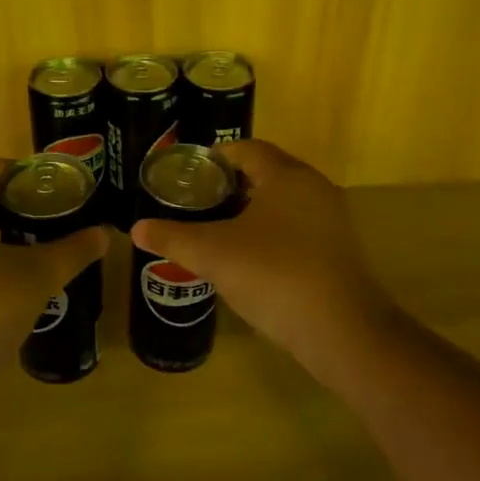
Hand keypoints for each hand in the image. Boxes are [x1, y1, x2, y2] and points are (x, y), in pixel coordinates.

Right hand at [130, 140, 390, 370]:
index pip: (248, 149)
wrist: (342, 331)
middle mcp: (314, 189)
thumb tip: (137, 229)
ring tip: (218, 228)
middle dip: (232, 183)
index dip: (217, 155)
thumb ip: (173, 238)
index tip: (191, 171)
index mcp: (287, 176)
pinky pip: (297, 229)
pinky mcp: (338, 252)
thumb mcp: (214, 254)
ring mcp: (331, 221)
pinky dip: (272, 233)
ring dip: (252, 210)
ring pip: (284, 203)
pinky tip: (249, 259)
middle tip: (198, 200)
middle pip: (268, 173)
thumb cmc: (275, 275)